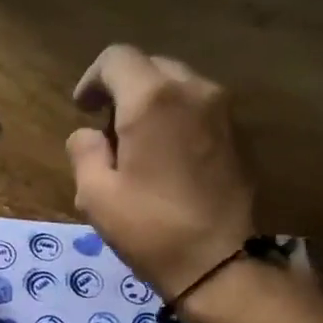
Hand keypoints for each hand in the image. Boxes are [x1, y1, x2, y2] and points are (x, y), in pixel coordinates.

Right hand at [65, 45, 256, 297]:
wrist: (217, 263)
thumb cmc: (150, 229)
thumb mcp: (95, 195)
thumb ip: (84, 151)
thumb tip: (90, 136)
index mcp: (152, 99)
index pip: (116, 58)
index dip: (92, 79)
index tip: (83, 109)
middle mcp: (193, 90)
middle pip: (151, 67)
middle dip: (125, 89)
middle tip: (109, 130)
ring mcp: (222, 111)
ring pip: (179, 86)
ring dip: (154, 104)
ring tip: (140, 145)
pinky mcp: (239, 135)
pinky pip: (200, 109)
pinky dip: (179, 120)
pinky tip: (169, 158)